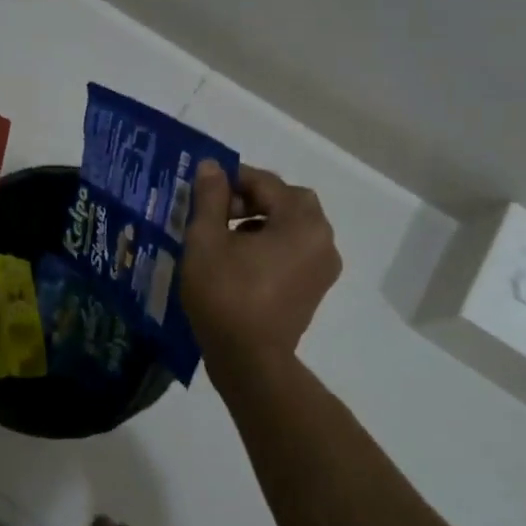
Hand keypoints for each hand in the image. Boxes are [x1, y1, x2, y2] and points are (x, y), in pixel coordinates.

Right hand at [182, 161, 341, 372]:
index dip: (232, 180)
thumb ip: (211, 197)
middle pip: (287, 201)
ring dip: (262, 220)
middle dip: (252, 199)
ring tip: (225, 237)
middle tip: (219, 213)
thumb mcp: (206, 240)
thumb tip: (212, 165)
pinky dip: (272, 244)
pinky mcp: (315, 288)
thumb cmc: (225, 294)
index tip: (203, 190)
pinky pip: (295, 250)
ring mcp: (323, 267)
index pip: (266, 183)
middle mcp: (322, 239)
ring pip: (292, 226)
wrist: (249, 360)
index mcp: (302, 222)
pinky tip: (241, 260)